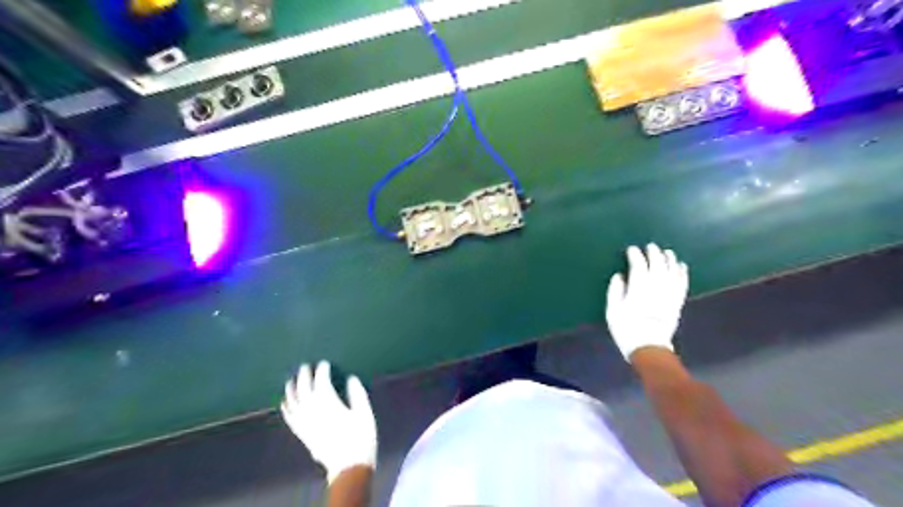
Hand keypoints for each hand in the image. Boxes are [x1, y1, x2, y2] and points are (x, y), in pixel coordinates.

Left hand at [282, 361, 378, 483]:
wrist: (349, 466)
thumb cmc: (360, 437)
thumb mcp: (364, 413)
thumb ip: (357, 393)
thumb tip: (351, 378)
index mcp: (329, 403)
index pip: (321, 381)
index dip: (322, 370)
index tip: (324, 363)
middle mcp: (313, 410)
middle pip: (303, 388)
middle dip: (304, 375)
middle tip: (305, 366)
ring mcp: (305, 423)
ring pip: (293, 401)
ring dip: (291, 389)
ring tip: (292, 380)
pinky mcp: (302, 434)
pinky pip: (290, 417)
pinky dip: (286, 407)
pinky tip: (284, 402)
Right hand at [607, 243, 693, 361]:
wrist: (648, 348)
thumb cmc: (626, 329)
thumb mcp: (612, 311)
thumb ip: (615, 291)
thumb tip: (620, 275)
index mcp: (638, 289)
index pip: (638, 266)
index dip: (635, 255)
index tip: (631, 249)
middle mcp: (656, 288)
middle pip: (657, 265)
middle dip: (654, 254)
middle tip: (650, 246)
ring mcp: (669, 295)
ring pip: (672, 272)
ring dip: (670, 260)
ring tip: (667, 252)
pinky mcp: (677, 302)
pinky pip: (682, 283)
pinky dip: (682, 273)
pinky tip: (681, 266)